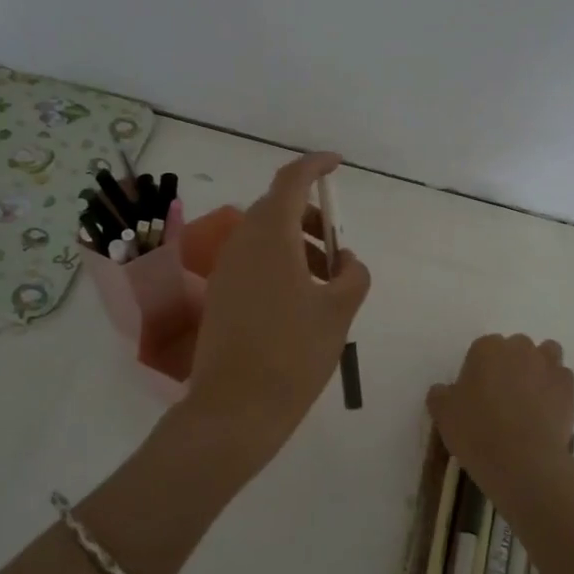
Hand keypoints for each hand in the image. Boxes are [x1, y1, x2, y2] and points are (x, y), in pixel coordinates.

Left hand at [185, 152, 371, 476]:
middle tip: (337, 250)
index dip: (315, 165)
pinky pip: (254, 262)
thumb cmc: (293, 354)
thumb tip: (344, 261)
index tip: (337, 164)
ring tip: (327, 284)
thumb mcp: (339, 312)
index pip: (291, 181)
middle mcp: (242, 244)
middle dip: (310, 218)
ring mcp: (226, 271)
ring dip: (297, 245)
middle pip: (276, 209)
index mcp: (270, 237)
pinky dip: (281, 265)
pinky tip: (301, 302)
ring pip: (265, 237)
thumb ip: (352, 275)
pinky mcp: (221, 296)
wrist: (235, 409)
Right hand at [428, 334, 573, 506]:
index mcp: (486, 348)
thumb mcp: (443, 415)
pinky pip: (562, 379)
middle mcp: (519, 348)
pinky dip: (556, 389)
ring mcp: (548, 365)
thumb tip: (443, 390)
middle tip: (502, 396)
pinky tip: (548, 410)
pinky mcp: (569, 387)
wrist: (523, 461)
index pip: (481, 349)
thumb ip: (441, 395)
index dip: (479, 371)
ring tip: (530, 398)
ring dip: (539, 368)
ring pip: (545, 355)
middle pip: (515, 348)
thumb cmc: (476, 432)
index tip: (476, 394)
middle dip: (511, 365)